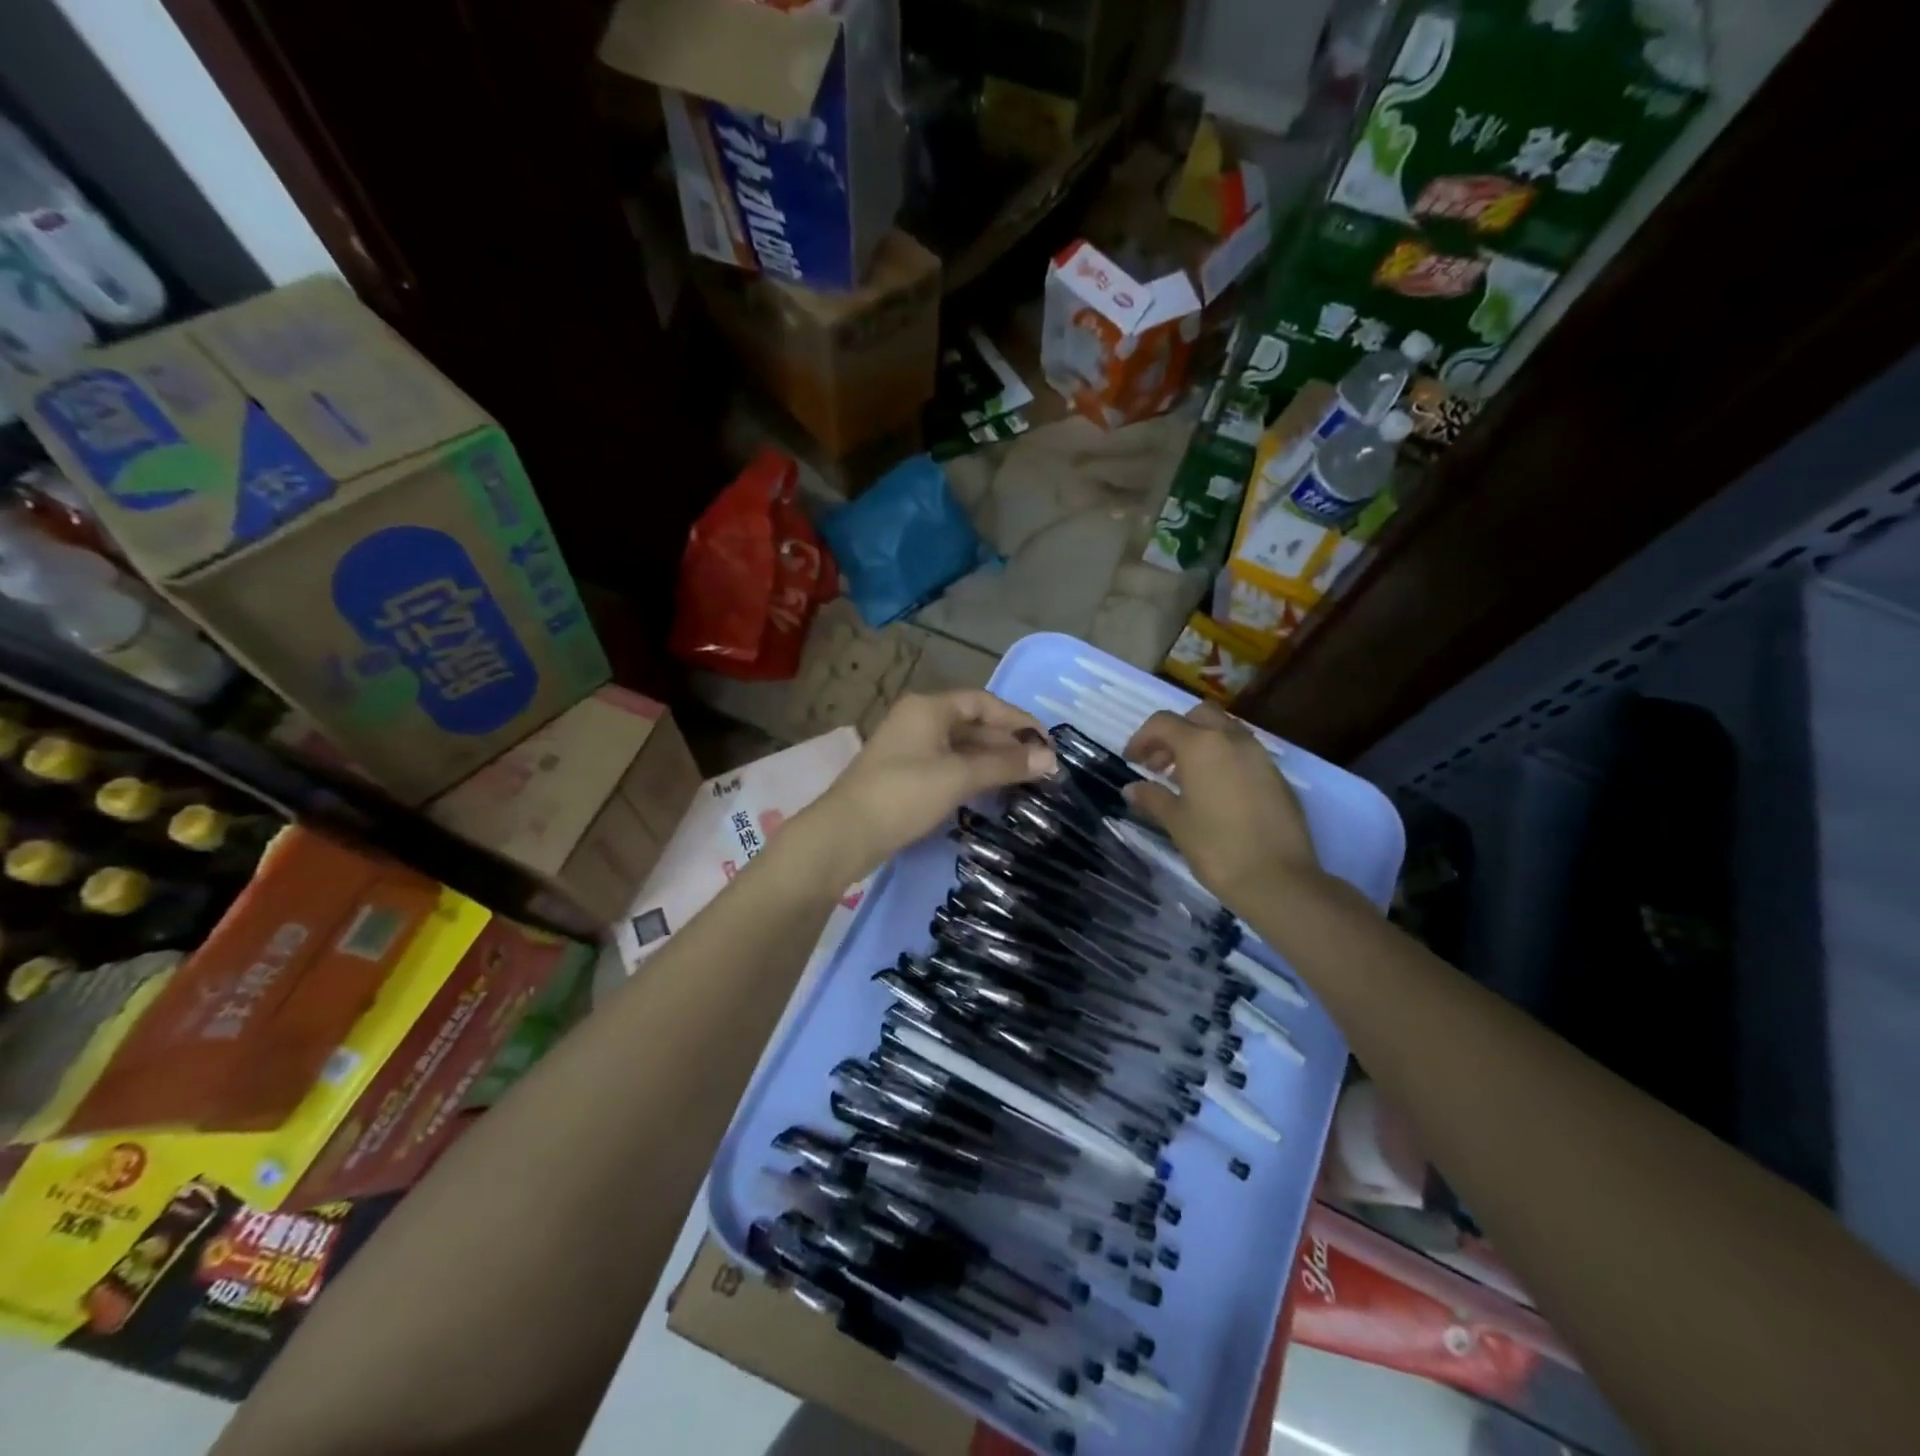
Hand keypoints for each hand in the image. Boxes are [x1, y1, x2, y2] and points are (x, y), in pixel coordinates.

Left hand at [805, 691, 1057, 884]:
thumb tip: (1050, 759)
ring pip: (960, 747)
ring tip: (1024, 780)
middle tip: (1041, 767)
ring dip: (991, 761)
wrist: (845, 834)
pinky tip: (992, 791)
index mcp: (928, 708)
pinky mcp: (904, 775)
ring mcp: (909, 748)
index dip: (1017, 720)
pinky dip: (972, 774)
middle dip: (1007, 743)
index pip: (983, 702)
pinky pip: (948, 765)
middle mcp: (918, 720)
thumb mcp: (958, 777)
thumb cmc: (903, 795)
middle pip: (972, 723)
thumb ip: (1004, 765)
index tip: (1046, 743)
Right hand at [1123, 702, 1320, 912]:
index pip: (1163, 723)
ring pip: (1225, 731)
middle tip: (1160, 765)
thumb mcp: (1176, 822)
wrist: (1278, 879)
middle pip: (1198, 716)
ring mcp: (1259, 756)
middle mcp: (1232, 740)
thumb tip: (1133, 789)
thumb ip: (1153, 798)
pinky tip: (1215, 794)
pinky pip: (1244, 753)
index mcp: (1201, 745)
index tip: (1132, 761)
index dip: (1142, 738)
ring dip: (1201, 744)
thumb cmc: (1216, 847)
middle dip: (1175, 733)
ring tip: (1186, 780)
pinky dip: (1224, 759)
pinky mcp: (1277, 776)